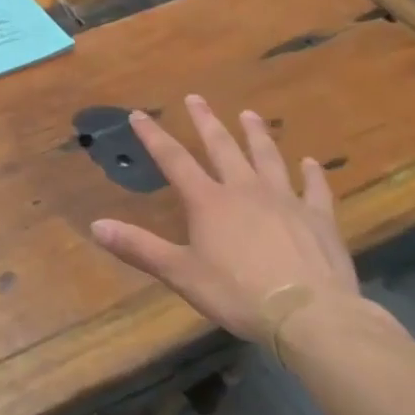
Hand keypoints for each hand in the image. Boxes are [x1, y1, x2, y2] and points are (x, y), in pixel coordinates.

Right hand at [90, 96, 356, 342]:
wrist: (310, 315)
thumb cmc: (237, 294)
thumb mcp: (180, 273)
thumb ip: (139, 247)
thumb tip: (95, 226)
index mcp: (208, 201)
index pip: (173, 160)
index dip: (153, 136)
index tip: (140, 114)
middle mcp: (244, 190)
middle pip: (222, 147)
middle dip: (206, 121)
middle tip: (196, 98)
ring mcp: (285, 200)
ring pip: (268, 157)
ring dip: (257, 134)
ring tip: (249, 114)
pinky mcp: (319, 219)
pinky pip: (315, 189)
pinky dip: (312, 174)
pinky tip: (311, 162)